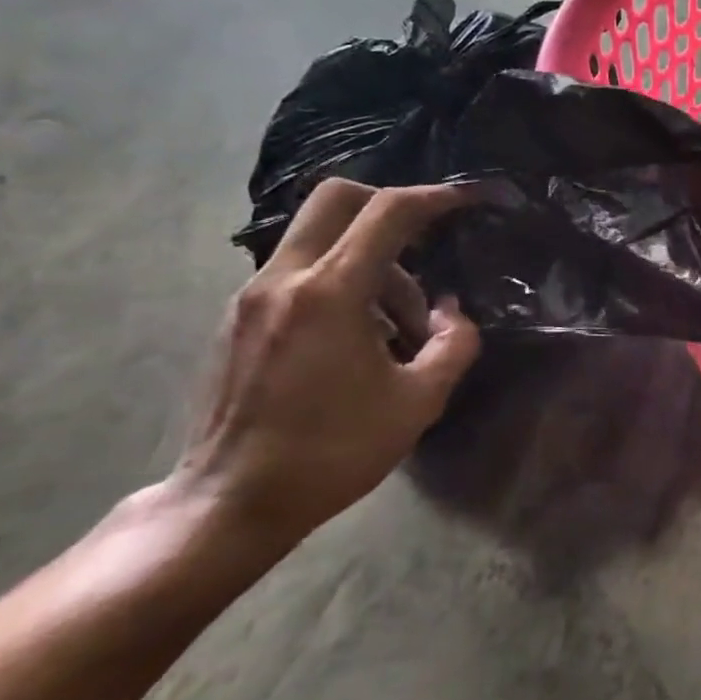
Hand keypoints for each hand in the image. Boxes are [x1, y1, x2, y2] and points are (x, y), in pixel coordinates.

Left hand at [176, 179, 481, 545]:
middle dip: (391, 205)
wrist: (230, 502)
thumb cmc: (333, 451)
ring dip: (372, 258)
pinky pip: (301, 268)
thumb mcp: (419, 401)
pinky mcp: (240, 317)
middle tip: (427, 242)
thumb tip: (449, 311)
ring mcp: (253, 296)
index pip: (389, 213)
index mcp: (330, 293)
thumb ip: (453, 343)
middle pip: (338, 198)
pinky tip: (363, 334)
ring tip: (401, 323)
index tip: (469, 198)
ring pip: (321, 235)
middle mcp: (284, 279)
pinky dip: (342, 279)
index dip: (437, 197)